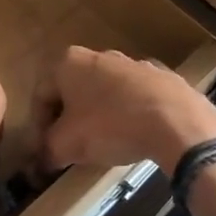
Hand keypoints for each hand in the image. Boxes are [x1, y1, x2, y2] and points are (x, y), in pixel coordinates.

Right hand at [36, 47, 215, 171]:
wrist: (177, 122)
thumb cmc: (111, 126)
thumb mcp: (67, 145)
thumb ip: (47, 150)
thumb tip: (41, 161)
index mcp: (69, 62)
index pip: (41, 96)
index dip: (37, 127)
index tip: (44, 151)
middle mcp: (98, 54)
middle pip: (72, 92)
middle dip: (68, 120)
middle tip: (70, 148)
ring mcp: (133, 63)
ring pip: (104, 93)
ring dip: (97, 116)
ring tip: (103, 145)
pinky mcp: (162, 77)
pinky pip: (134, 98)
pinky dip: (128, 115)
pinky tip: (133, 136)